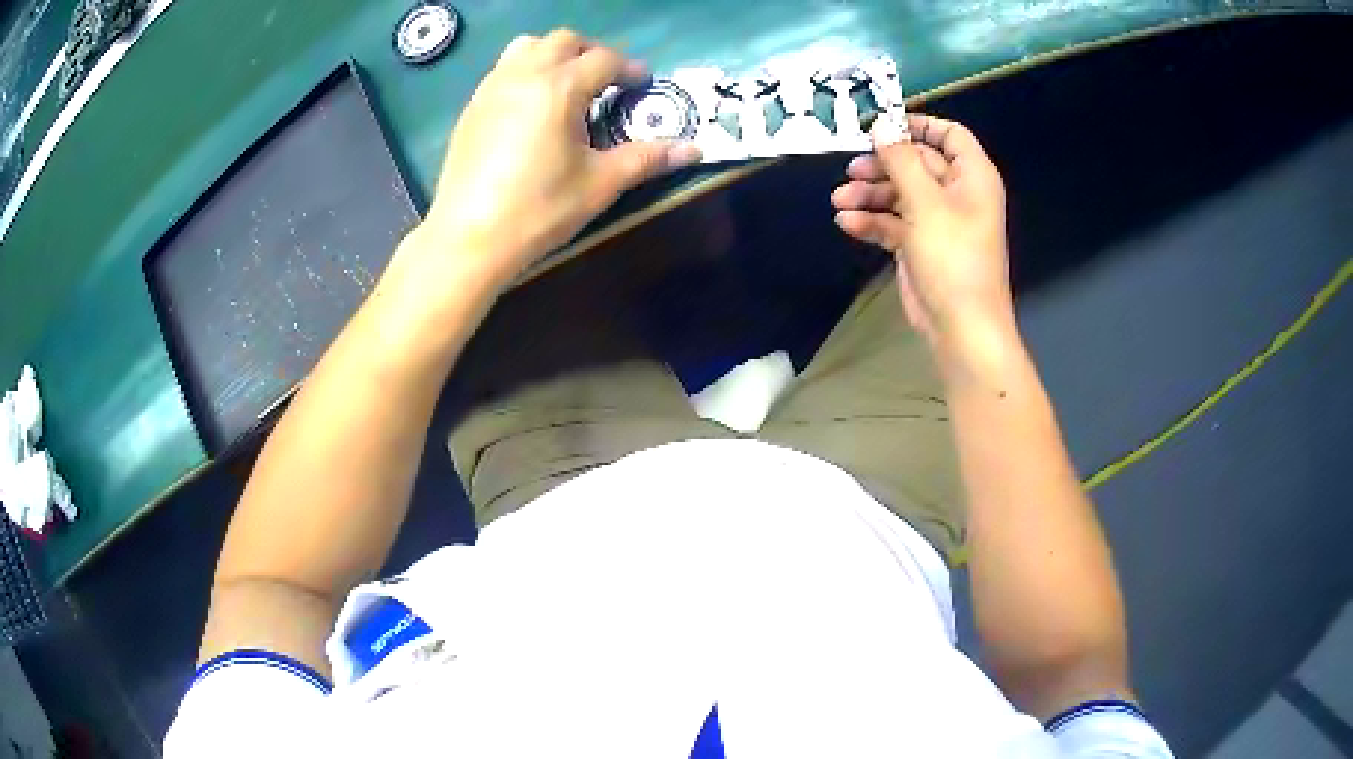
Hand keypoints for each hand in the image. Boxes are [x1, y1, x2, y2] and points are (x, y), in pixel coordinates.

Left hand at [414, 29, 701, 285]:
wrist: (468, 238)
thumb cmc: (539, 210)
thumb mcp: (600, 183)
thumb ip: (647, 158)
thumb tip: (695, 150)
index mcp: (559, 88)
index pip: (604, 60)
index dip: (629, 68)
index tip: (643, 83)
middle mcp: (524, 75)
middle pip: (563, 41)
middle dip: (592, 51)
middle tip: (607, 79)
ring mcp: (492, 88)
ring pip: (527, 47)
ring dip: (554, 54)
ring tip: (568, 83)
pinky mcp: (472, 107)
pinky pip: (504, 69)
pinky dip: (526, 70)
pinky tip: (532, 105)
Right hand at [831, 114, 1012, 350]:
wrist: (960, 327)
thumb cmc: (953, 257)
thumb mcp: (926, 202)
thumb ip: (901, 160)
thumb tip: (882, 126)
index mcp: (972, 176)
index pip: (949, 134)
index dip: (917, 125)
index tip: (882, 125)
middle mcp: (956, 193)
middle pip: (916, 163)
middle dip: (882, 165)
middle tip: (851, 168)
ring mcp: (937, 220)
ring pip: (899, 193)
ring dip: (869, 194)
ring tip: (840, 199)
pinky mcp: (919, 245)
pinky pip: (893, 223)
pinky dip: (871, 221)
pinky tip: (847, 224)